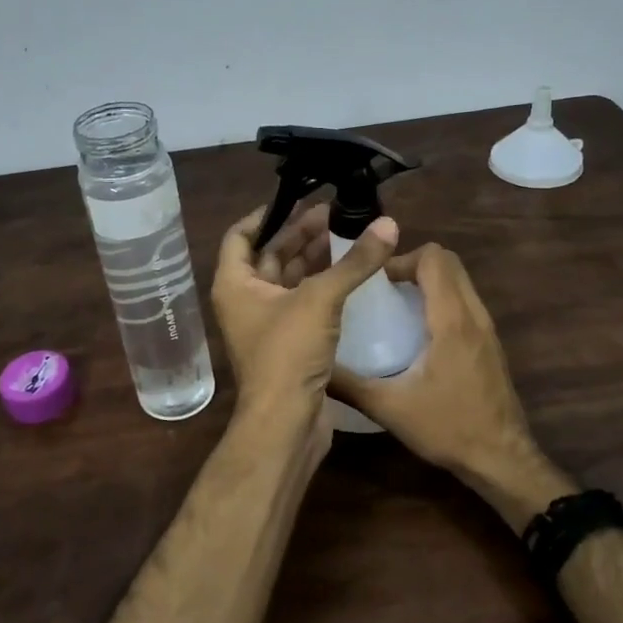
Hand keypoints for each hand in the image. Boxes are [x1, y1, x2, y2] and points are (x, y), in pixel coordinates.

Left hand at [212, 202, 398, 444]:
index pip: (241, 234)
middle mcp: (245, 299)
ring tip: (348, 236)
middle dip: (301, 233)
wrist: (286, 423)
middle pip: (271, 254)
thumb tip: (388, 224)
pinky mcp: (288, 342)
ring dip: (315, 258)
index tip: (299, 199)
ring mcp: (266, 322)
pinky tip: (350, 274)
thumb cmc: (288, 353)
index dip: (268, 214)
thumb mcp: (320, 299)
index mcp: (235, 283)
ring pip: (290, 279)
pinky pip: (304, 302)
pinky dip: (323, 285)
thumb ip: (354, 262)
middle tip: (336, 213)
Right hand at [332, 244, 569, 526]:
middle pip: (450, 262)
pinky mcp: (490, 344)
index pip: (434, 259)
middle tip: (383, 290)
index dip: (402, 260)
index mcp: (452, 321)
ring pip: (460, 281)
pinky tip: (417, 332)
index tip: (375, 282)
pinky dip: (442, 300)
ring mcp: (487, 329)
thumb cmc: (448, 429)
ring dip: (429, 282)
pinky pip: (465, 302)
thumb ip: (349, 385)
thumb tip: (315, 368)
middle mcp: (474, 316)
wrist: (502, 460)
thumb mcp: (389, 408)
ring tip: (396, 306)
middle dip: (414, 265)